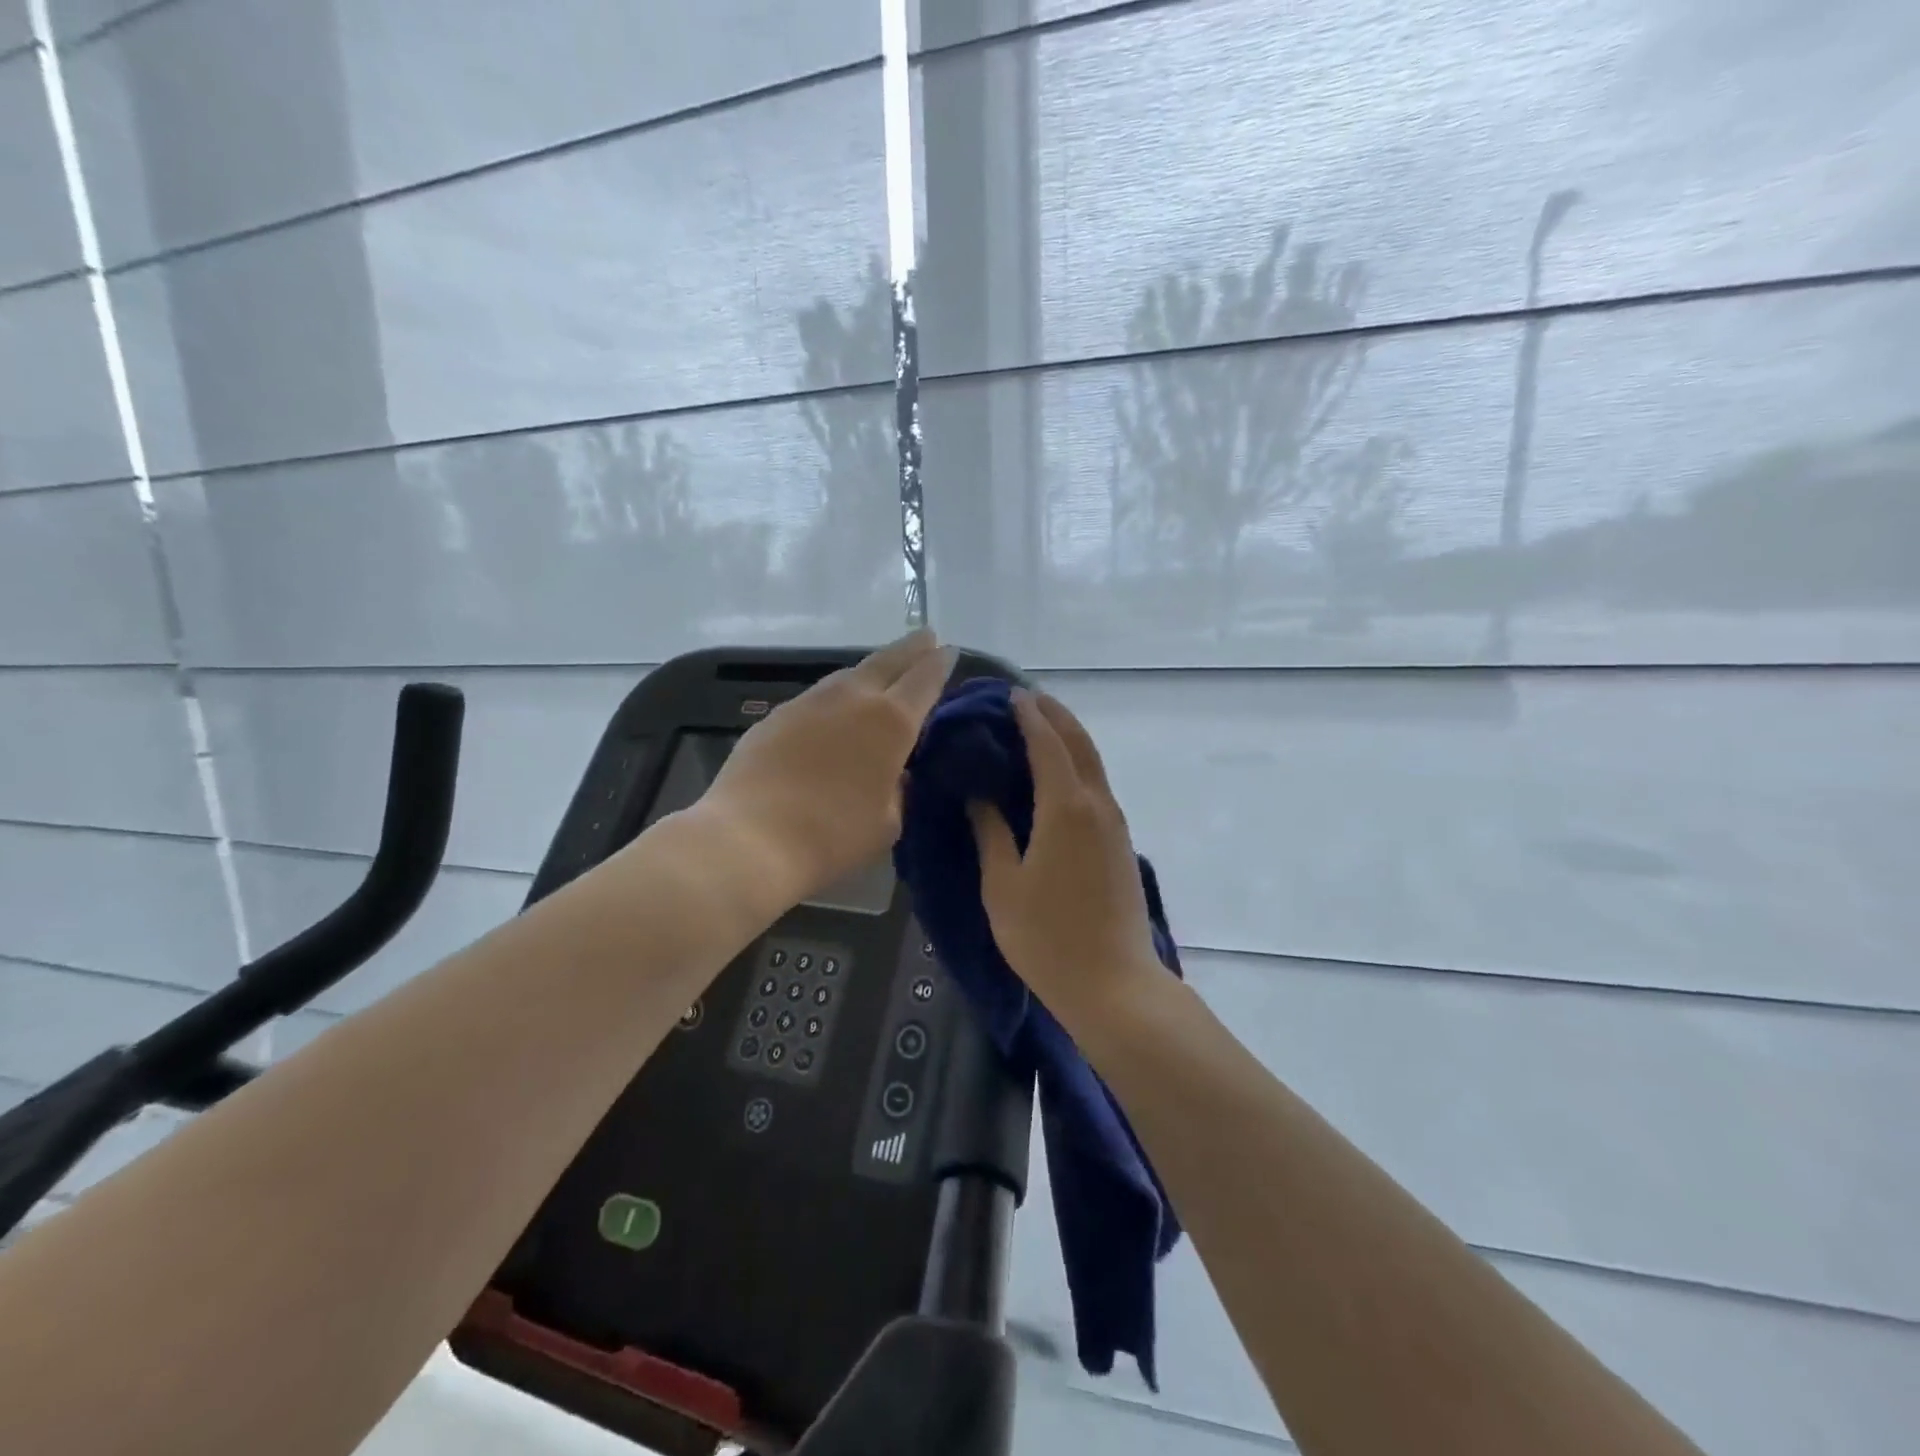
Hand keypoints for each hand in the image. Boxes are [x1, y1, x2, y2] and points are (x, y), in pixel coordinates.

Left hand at [701, 630, 956, 904]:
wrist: (751, 839)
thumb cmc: (832, 836)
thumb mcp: (887, 823)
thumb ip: (899, 791)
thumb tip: (896, 774)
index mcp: (891, 721)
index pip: (925, 679)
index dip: (940, 664)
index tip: (949, 650)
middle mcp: (852, 699)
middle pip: (887, 661)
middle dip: (911, 648)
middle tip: (926, 636)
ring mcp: (809, 703)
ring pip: (848, 674)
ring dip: (871, 669)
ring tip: (882, 671)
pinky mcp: (776, 716)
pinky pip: (818, 696)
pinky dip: (837, 694)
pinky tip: (835, 710)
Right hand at [970, 690, 1162, 1030]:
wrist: (1114, 985)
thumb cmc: (1047, 937)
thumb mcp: (1003, 885)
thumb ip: (991, 832)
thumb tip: (979, 794)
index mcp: (1066, 807)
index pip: (1047, 744)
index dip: (1029, 716)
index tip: (1009, 695)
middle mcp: (1097, 804)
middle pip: (1080, 743)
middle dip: (1055, 715)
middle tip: (1026, 700)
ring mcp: (1115, 824)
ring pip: (1094, 763)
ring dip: (1069, 737)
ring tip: (1040, 727)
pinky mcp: (1121, 843)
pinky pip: (1098, 786)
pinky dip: (1078, 764)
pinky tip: (1058, 775)